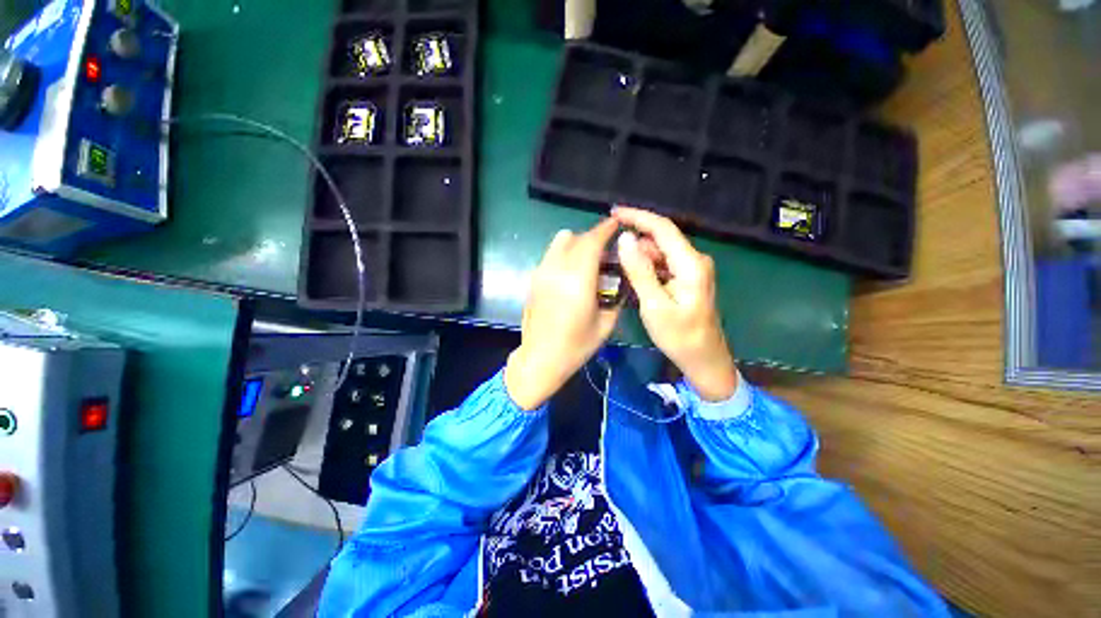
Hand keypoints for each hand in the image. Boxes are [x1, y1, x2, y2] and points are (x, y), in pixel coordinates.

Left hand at [505, 218, 621, 409]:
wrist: (540, 358)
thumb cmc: (576, 345)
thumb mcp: (606, 324)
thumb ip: (617, 297)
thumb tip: (620, 279)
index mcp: (577, 280)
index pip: (592, 242)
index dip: (606, 229)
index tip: (616, 224)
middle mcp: (556, 270)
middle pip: (575, 237)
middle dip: (593, 238)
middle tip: (606, 252)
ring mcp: (541, 273)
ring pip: (559, 242)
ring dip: (576, 244)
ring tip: (587, 262)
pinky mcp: (533, 279)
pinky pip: (551, 255)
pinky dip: (564, 254)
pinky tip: (571, 274)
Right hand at [612, 206, 737, 401]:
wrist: (703, 360)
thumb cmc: (679, 336)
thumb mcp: (654, 305)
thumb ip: (640, 271)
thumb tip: (625, 239)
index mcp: (690, 264)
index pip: (662, 228)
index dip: (638, 217)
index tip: (614, 212)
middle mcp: (694, 260)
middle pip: (661, 239)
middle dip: (635, 238)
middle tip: (609, 249)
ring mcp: (692, 270)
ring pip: (660, 252)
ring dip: (639, 254)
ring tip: (617, 264)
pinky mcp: (687, 279)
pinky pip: (663, 264)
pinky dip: (647, 266)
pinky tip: (633, 275)